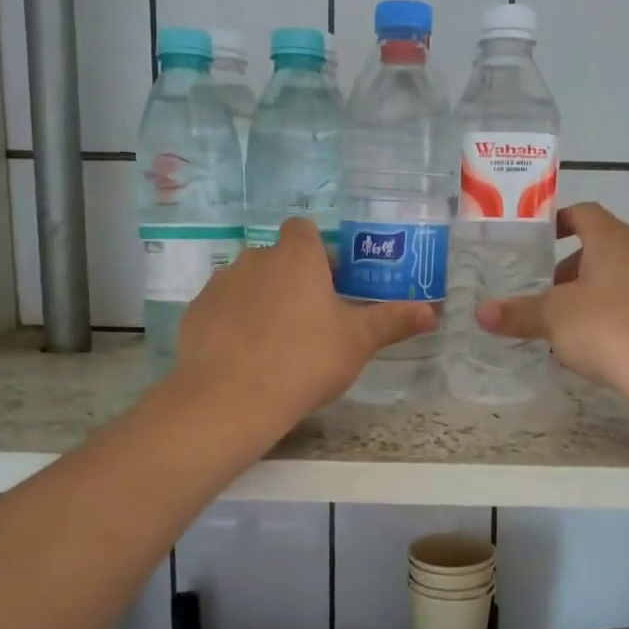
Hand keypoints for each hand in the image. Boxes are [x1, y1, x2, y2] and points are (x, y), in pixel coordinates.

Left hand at [174, 218, 433, 423]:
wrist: (231, 398)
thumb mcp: (357, 342)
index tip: (330, 283)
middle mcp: (255, 259)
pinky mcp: (196, 313)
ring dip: (262, 301)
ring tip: (276, 344)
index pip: (304, 230)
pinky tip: (244, 358)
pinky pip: (222, 310)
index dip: (318, 252)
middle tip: (311, 321)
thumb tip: (432, 311)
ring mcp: (220, 284)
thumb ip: (392, 321)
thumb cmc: (305, 359)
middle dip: (292, 281)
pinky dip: (233, 324)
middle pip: (277, 258)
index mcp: (297, 257)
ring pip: (247, 283)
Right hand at [475, 202, 628, 391]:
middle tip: (543, 294)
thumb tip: (480, 313)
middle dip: (568, 269)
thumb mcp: (554, 319)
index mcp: (612, 239)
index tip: (538, 241)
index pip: (583, 214)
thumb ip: (518, 313)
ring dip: (589, 294)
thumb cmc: (610, 328)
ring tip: (564, 325)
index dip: (558, 222)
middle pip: (599, 248)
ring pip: (617, 277)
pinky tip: (596, 345)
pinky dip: (612, 314)